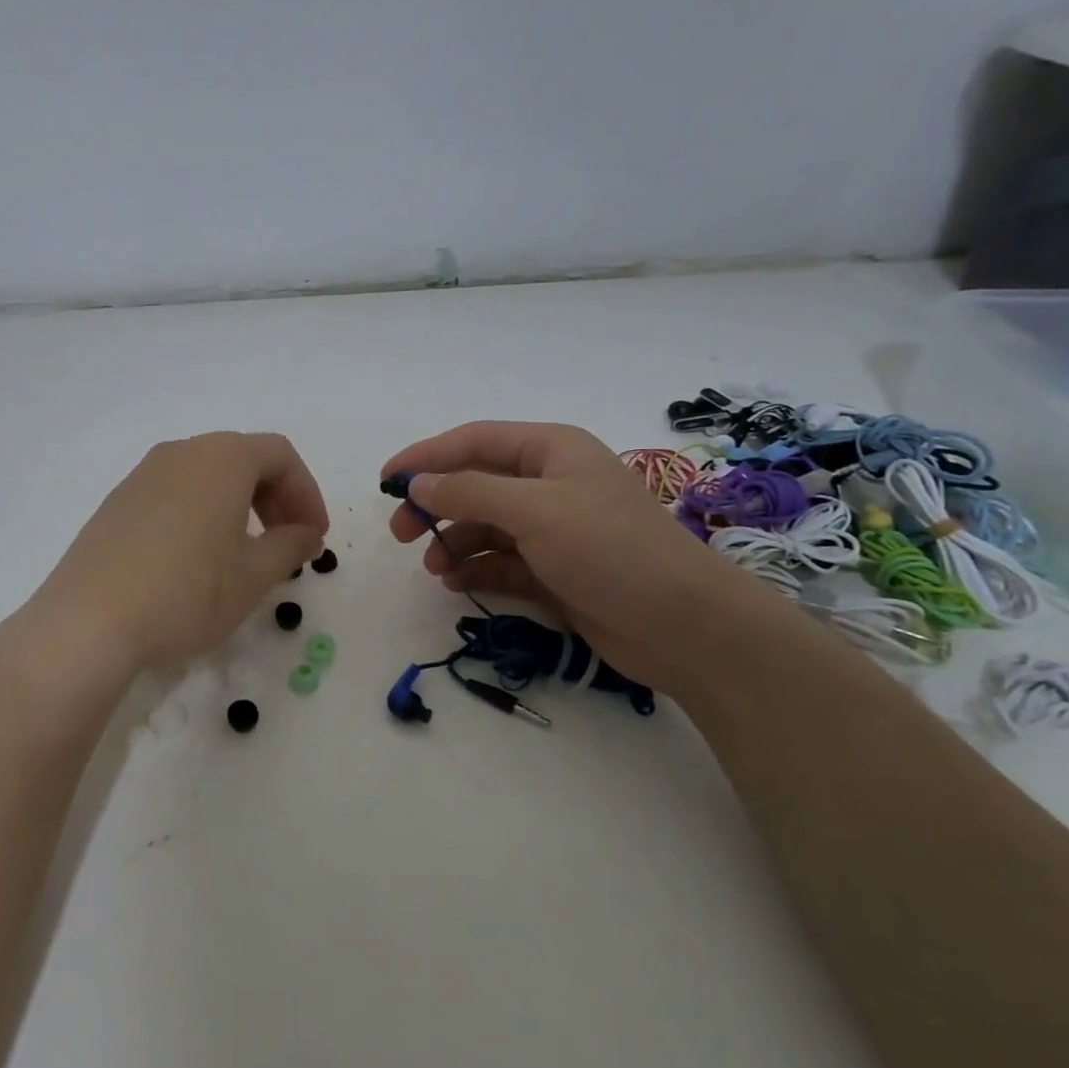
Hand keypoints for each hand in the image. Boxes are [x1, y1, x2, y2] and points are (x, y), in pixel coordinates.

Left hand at [26, 432, 328, 682]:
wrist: (89, 622)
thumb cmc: (187, 592)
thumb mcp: (253, 576)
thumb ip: (289, 546)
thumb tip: (305, 533)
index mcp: (221, 458)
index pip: (280, 455)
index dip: (307, 493)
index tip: (314, 536)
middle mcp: (181, 452)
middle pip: (243, 459)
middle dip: (275, 497)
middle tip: (288, 542)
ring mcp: (142, 475)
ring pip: (206, 475)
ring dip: (238, 505)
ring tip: (245, 553)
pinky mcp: (117, 502)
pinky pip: (174, 493)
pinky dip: (202, 513)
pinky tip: (197, 559)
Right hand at [381, 421, 789, 694]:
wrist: (683, 626)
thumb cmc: (609, 550)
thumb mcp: (534, 510)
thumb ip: (470, 492)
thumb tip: (418, 483)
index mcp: (550, 451)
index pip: (473, 441)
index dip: (425, 457)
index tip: (385, 480)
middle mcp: (549, 484)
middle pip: (475, 484)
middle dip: (436, 505)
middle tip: (402, 532)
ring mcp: (553, 529)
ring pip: (485, 526)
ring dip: (454, 543)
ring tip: (435, 568)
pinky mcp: (554, 571)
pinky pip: (501, 562)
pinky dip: (476, 570)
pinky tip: (457, 584)